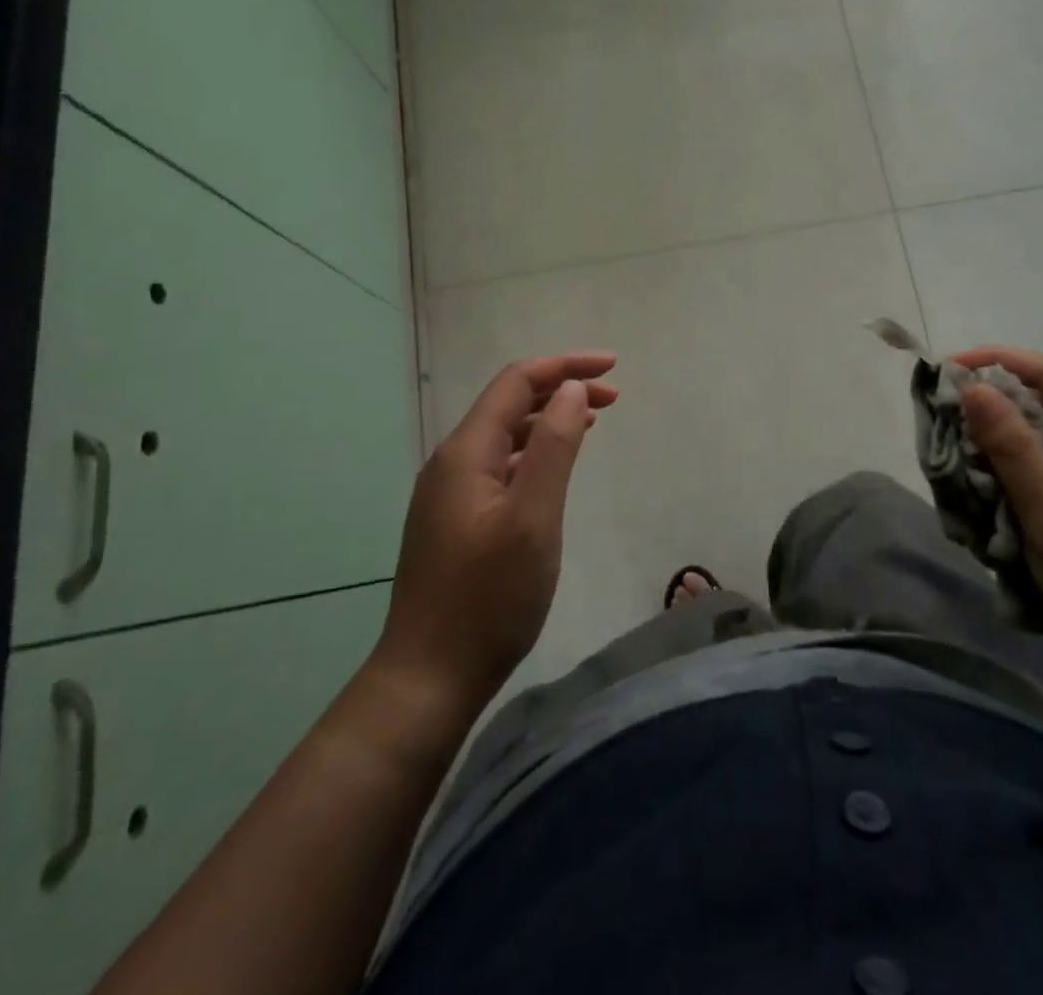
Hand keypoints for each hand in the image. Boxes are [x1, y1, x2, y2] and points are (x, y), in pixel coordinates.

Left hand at [374, 353, 617, 715]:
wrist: (429, 677)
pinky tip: (555, 465)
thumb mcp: (533, 518)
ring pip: (505, 435)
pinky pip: (500, 464)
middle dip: (562, 389)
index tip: (612, 367)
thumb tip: (571, 390)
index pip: (517, 382)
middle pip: (510, 403)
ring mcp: (450, 492)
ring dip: (550, 419)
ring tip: (593, 420)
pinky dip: (534, 451)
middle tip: (614, 396)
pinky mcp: (457, 519)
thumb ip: (554, 448)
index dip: (564, 366)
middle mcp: (452, 462)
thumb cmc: (488, 598)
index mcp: (466, 452)